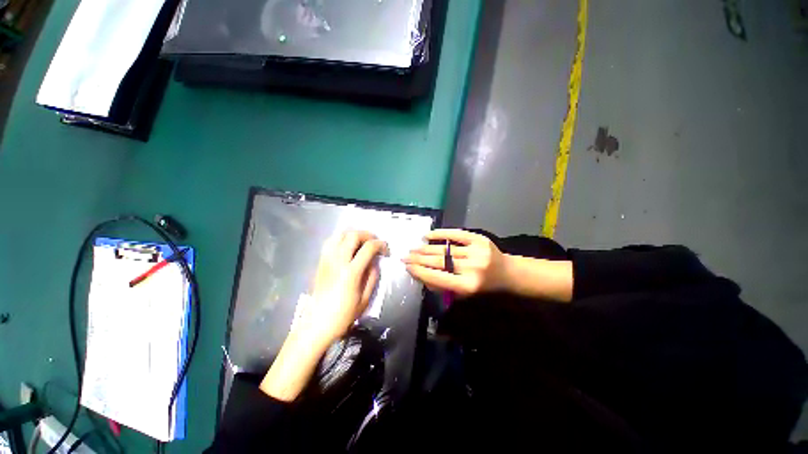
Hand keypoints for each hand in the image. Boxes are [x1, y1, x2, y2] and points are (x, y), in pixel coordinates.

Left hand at [261, 231, 386, 401]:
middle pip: (353, 235)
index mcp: (351, 272)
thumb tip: (374, 263)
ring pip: (339, 234)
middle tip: (375, 243)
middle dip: (367, 235)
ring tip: (361, 243)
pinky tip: (346, 248)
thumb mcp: (364, 300)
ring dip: (353, 235)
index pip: (368, 247)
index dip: (380, 245)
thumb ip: (371, 278)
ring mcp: (326, 259)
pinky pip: (330, 242)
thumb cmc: (343, 315)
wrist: (319, 321)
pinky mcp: (320, 262)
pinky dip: (340, 239)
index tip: (386, 250)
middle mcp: (337, 261)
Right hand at [403, 229, 509, 295]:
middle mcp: (472, 268)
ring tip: (413, 248)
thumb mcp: (464, 294)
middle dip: (419, 259)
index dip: (420, 272)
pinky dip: (441, 234)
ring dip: (426, 248)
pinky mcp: (479, 239)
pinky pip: (456, 234)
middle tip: (405, 256)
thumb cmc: (483, 288)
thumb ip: (443, 287)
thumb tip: (421, 275)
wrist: (507, 273)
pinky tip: (428, 235)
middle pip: (439, 261)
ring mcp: (476, 252)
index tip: (407, 267)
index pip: (437, 278)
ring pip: (445, 248)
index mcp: (467, 285)